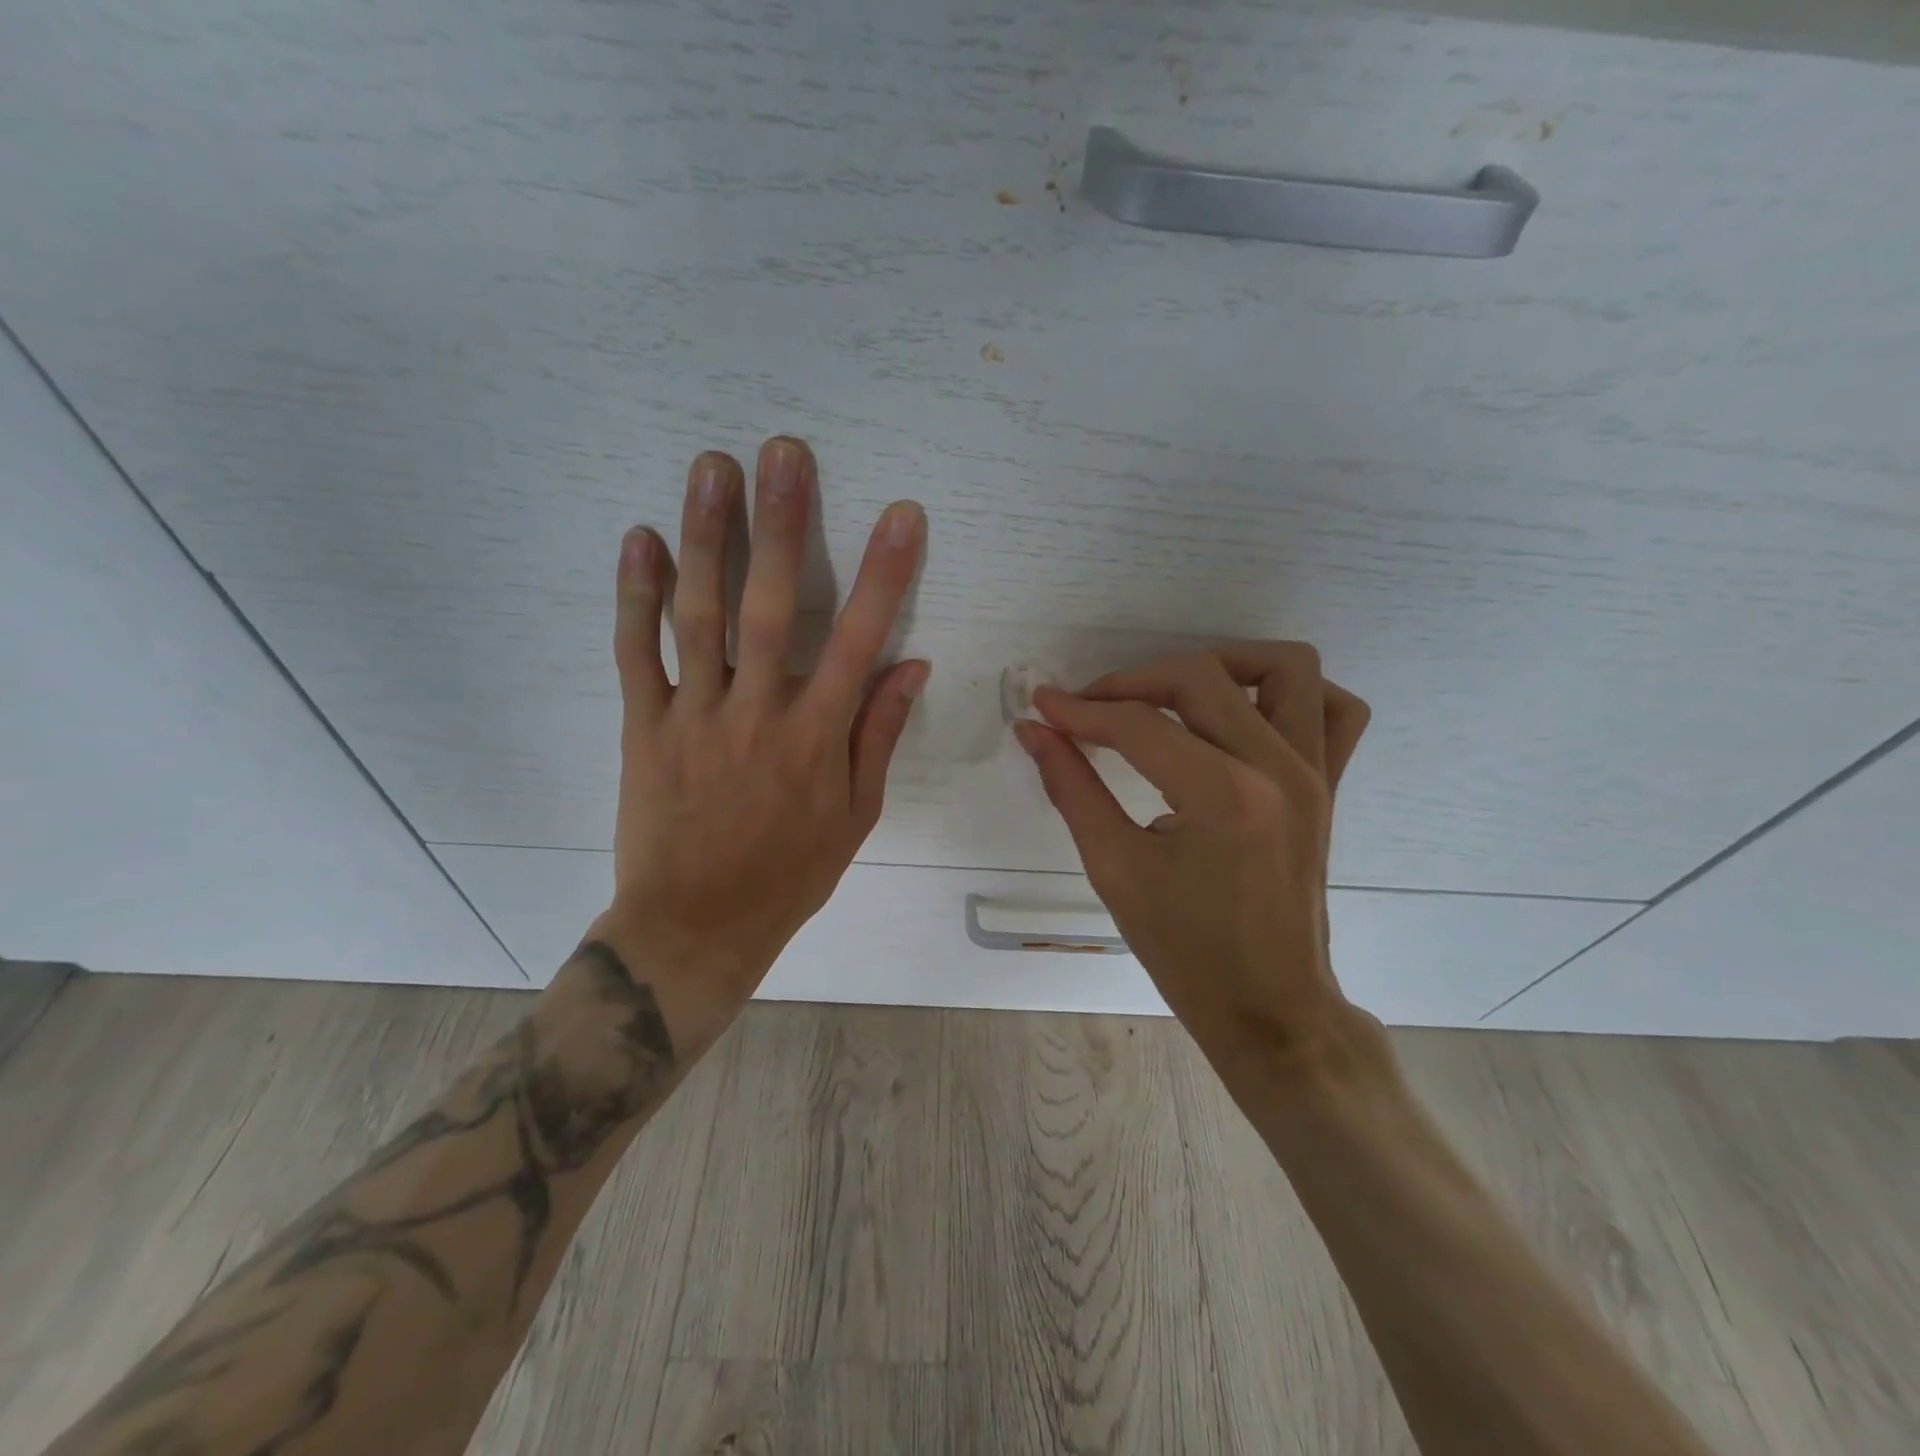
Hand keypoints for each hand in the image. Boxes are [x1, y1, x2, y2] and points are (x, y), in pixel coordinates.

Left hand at [597, 437, 927, 1038]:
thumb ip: (879, 734)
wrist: (696, 925)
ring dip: (707, 537)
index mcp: (818, 737)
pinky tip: (641, 538)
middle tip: (783, 452)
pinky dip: (636, 596)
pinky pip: (637, 654)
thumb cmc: (789, 873)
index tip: (903, 515)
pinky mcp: (644, 726)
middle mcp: (758, 712)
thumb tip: (910, 664)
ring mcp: (694, 715)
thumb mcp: (856, 815)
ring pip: (699, 615)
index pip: (859, 640)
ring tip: (712, 467)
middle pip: (768, 606)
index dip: (885, 574)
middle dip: (781, 525)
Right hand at [1014, 643, 1370, 1069]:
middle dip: (1131, 682)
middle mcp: (1279, 768)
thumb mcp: (1114, 869)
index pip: (1138, 724)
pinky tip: (1243, 712)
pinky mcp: (1329, 785)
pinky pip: (1334, 709)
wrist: (1267, 1006)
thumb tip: (1033, 730)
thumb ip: (1071, 787)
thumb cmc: (1185, 950)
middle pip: (1200, 677)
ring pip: (1283, 667)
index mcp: (1224, 796)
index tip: (1040, 707)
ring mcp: (1315, 773)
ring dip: (1218, 665)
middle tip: (1088, 709)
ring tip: (1168, 694)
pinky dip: (1289, 693)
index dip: (1080, 709)